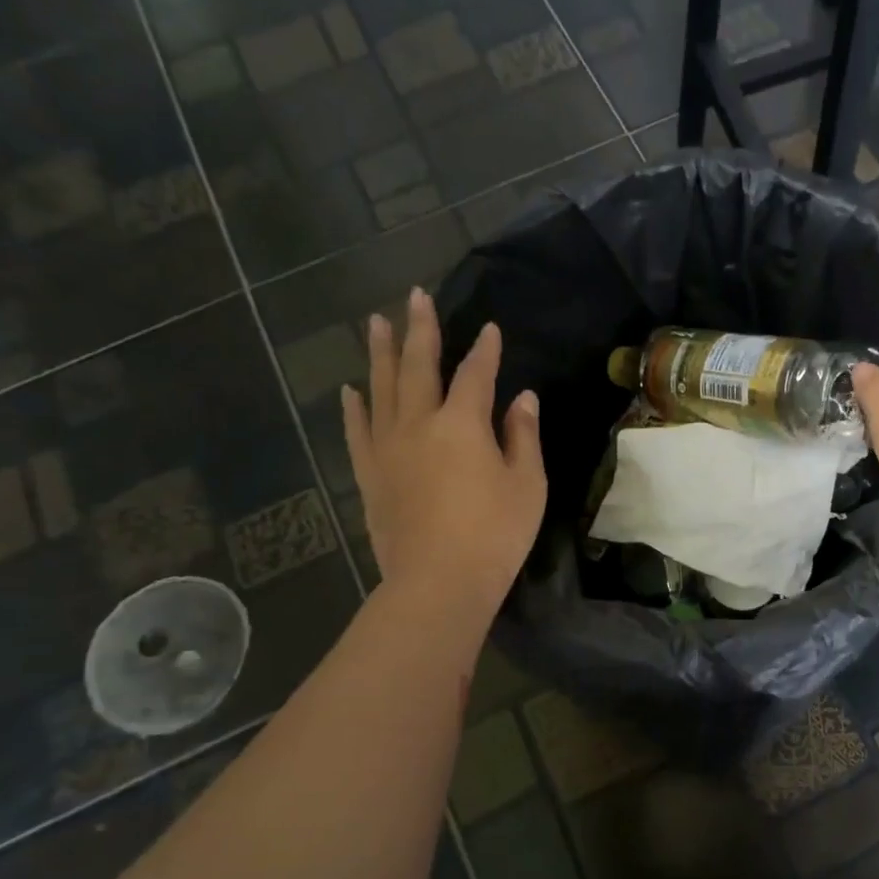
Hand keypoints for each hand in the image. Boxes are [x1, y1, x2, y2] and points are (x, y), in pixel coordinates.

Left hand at [342, 289, 545, 613]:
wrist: (438, 581)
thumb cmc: (495, 534)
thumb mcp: (527, 485)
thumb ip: (522, 436)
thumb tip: (522, 398)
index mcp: (463, 423)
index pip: (476, 374)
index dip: (485, 350)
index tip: (490, 329)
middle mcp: (419, 423)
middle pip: (419, 366)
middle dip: (420, 329)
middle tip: (414, 296)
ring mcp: (388, 447)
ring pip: (381, 388)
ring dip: (381, 353)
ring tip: (376, 323)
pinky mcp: (370, 474)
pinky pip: (357, 430)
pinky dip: (354, 407)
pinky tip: (351, 389)